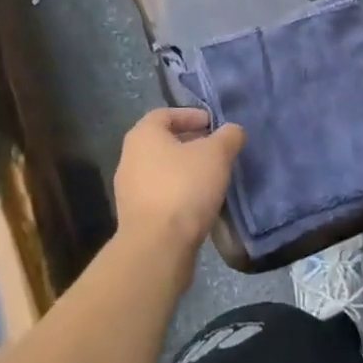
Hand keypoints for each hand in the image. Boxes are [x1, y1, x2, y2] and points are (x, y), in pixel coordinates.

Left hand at [113, 108, 244, 266]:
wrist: (157, 248)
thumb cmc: (184, 187)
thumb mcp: (216, 154)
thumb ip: (228, 137)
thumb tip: (233, 131)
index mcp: (143, 135)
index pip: (166, 114)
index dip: (191, 115)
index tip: (213, 124)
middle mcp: (130, 159)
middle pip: (163, 143)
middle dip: (191, 144)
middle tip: (217, 150)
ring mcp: (129, 191)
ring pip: (163, 171)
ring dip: (187, 171)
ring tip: (213, 178)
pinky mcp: (136, 218)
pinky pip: (161, 196)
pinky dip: (180, 193)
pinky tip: (201, 203)